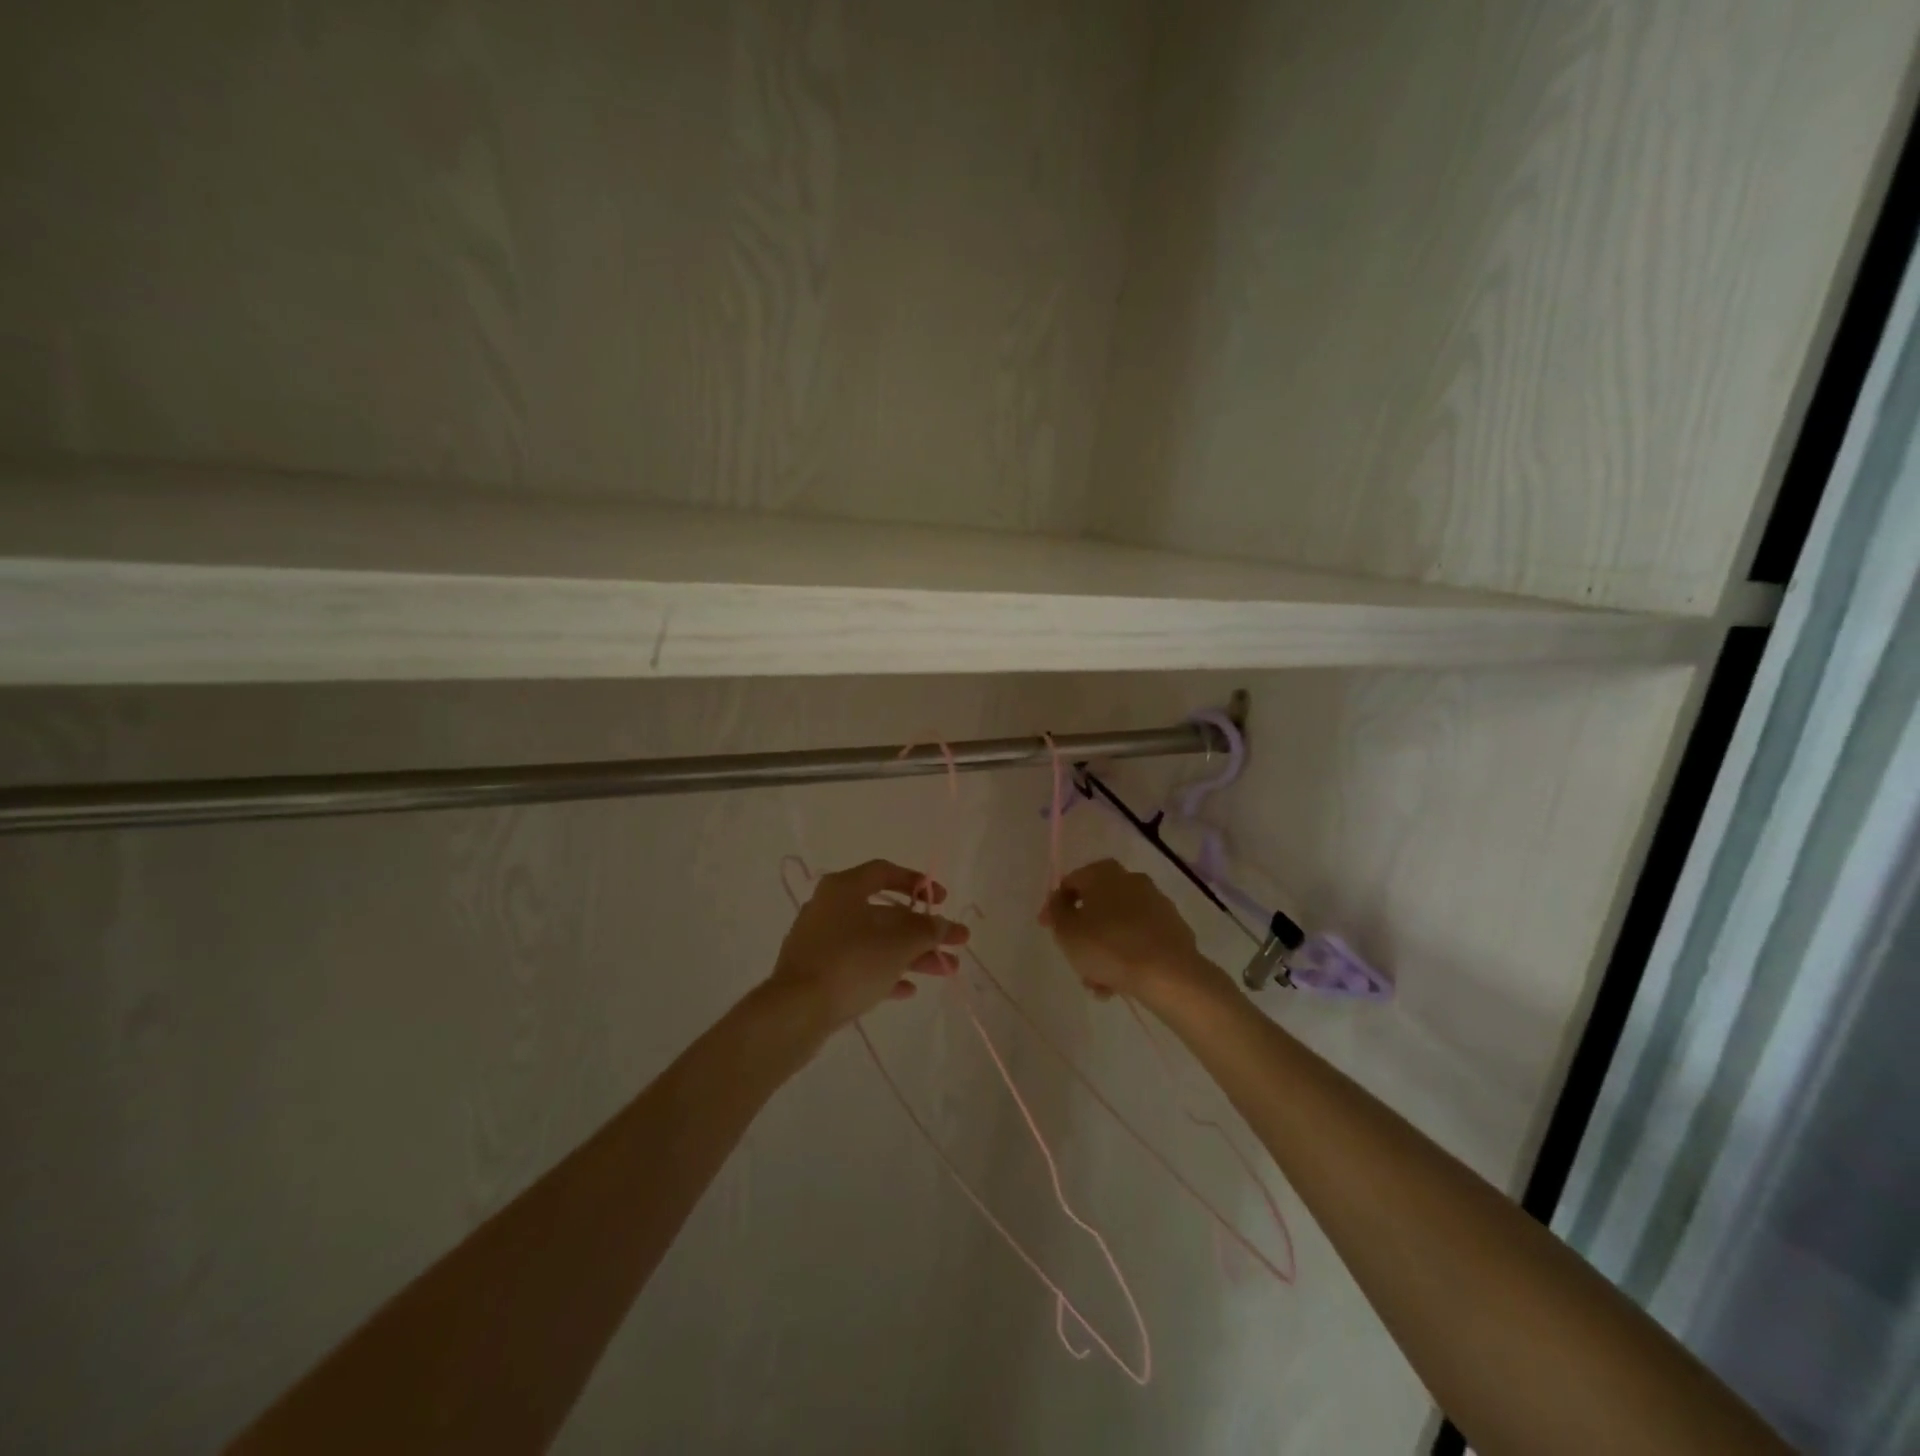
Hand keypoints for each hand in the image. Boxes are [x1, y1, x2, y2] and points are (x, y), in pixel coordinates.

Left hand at [770, 859, 970, 1029]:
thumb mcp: (898, 944)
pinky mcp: (817, 972)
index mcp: (844, 888)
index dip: (916, 883)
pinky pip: (858, 965)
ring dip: (911, 954)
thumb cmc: (850, 963)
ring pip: (875, 942)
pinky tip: (908, 989)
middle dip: (923, 930)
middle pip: (885, 913)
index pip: (884, 872)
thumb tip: (945, 925)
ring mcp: (821, 941)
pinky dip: (884, 973)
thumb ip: (927, 931)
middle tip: (955, 943)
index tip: (941, 901)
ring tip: (945, 970)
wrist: (795, 1012)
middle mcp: (829, 908)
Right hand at [1039, 858, 1220, 1001]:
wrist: (1168, 974)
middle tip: (1075, 958)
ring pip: (1119, 926)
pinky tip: (1119, 983)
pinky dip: (1127, 956)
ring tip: (1097, 983)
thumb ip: (1056, 911)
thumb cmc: (1108, 946)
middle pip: (1098, 905)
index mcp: (1104, 873)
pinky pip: (1140, 939)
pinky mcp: (1174, 928)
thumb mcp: (1067, 931)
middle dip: (1084, 933)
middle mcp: (1132, 880)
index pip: (1072, 881)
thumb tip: (1060, 900)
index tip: (1047, 928)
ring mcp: (1156, 904)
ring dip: (1104, 950)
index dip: (1056, 905)